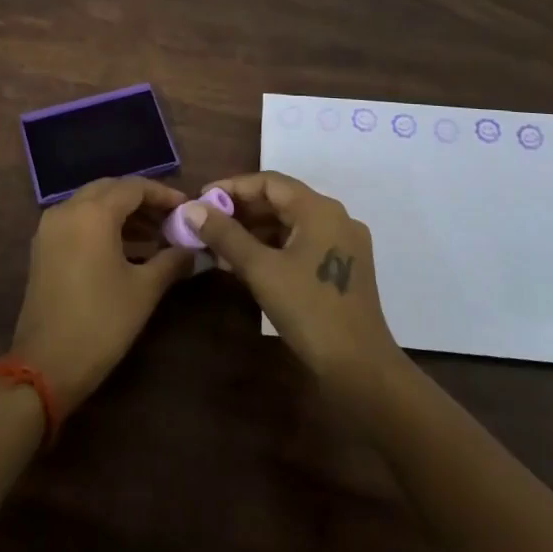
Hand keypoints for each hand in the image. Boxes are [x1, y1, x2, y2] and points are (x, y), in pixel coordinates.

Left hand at [10, 177, 196, 407]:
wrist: (46, 366)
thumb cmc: (101, 322)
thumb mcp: (144, 290)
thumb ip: (171, 261)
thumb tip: (194, 250)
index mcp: (93, 213)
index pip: (133, 186)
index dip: (163, 194)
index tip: (187, 208)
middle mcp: (67, 210)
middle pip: (110, 189)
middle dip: (141, 200)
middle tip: (170, 219)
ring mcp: (50, 228)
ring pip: (91, 204)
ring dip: (122, 214)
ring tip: (155, 237)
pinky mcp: (43, 248)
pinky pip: (77, 221)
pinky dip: (102, 226)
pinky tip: (126, 249)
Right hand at [184, 171, 401, 388]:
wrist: (360, 369)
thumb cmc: (309, 311)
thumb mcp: (261, 269)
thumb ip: (225, 235)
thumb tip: (192, 208)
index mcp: (320, 210)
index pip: (268, 182)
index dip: (231, 187)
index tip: (201, 199)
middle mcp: (335, 218)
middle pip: (280, 201)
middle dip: (240, 210)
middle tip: (205, 223)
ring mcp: (342, 244)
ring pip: (290, 224)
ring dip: (254, 231)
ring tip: (218, 245)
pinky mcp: (342, 268)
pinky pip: (300, 244)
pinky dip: (272, 248)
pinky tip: (245, 263)